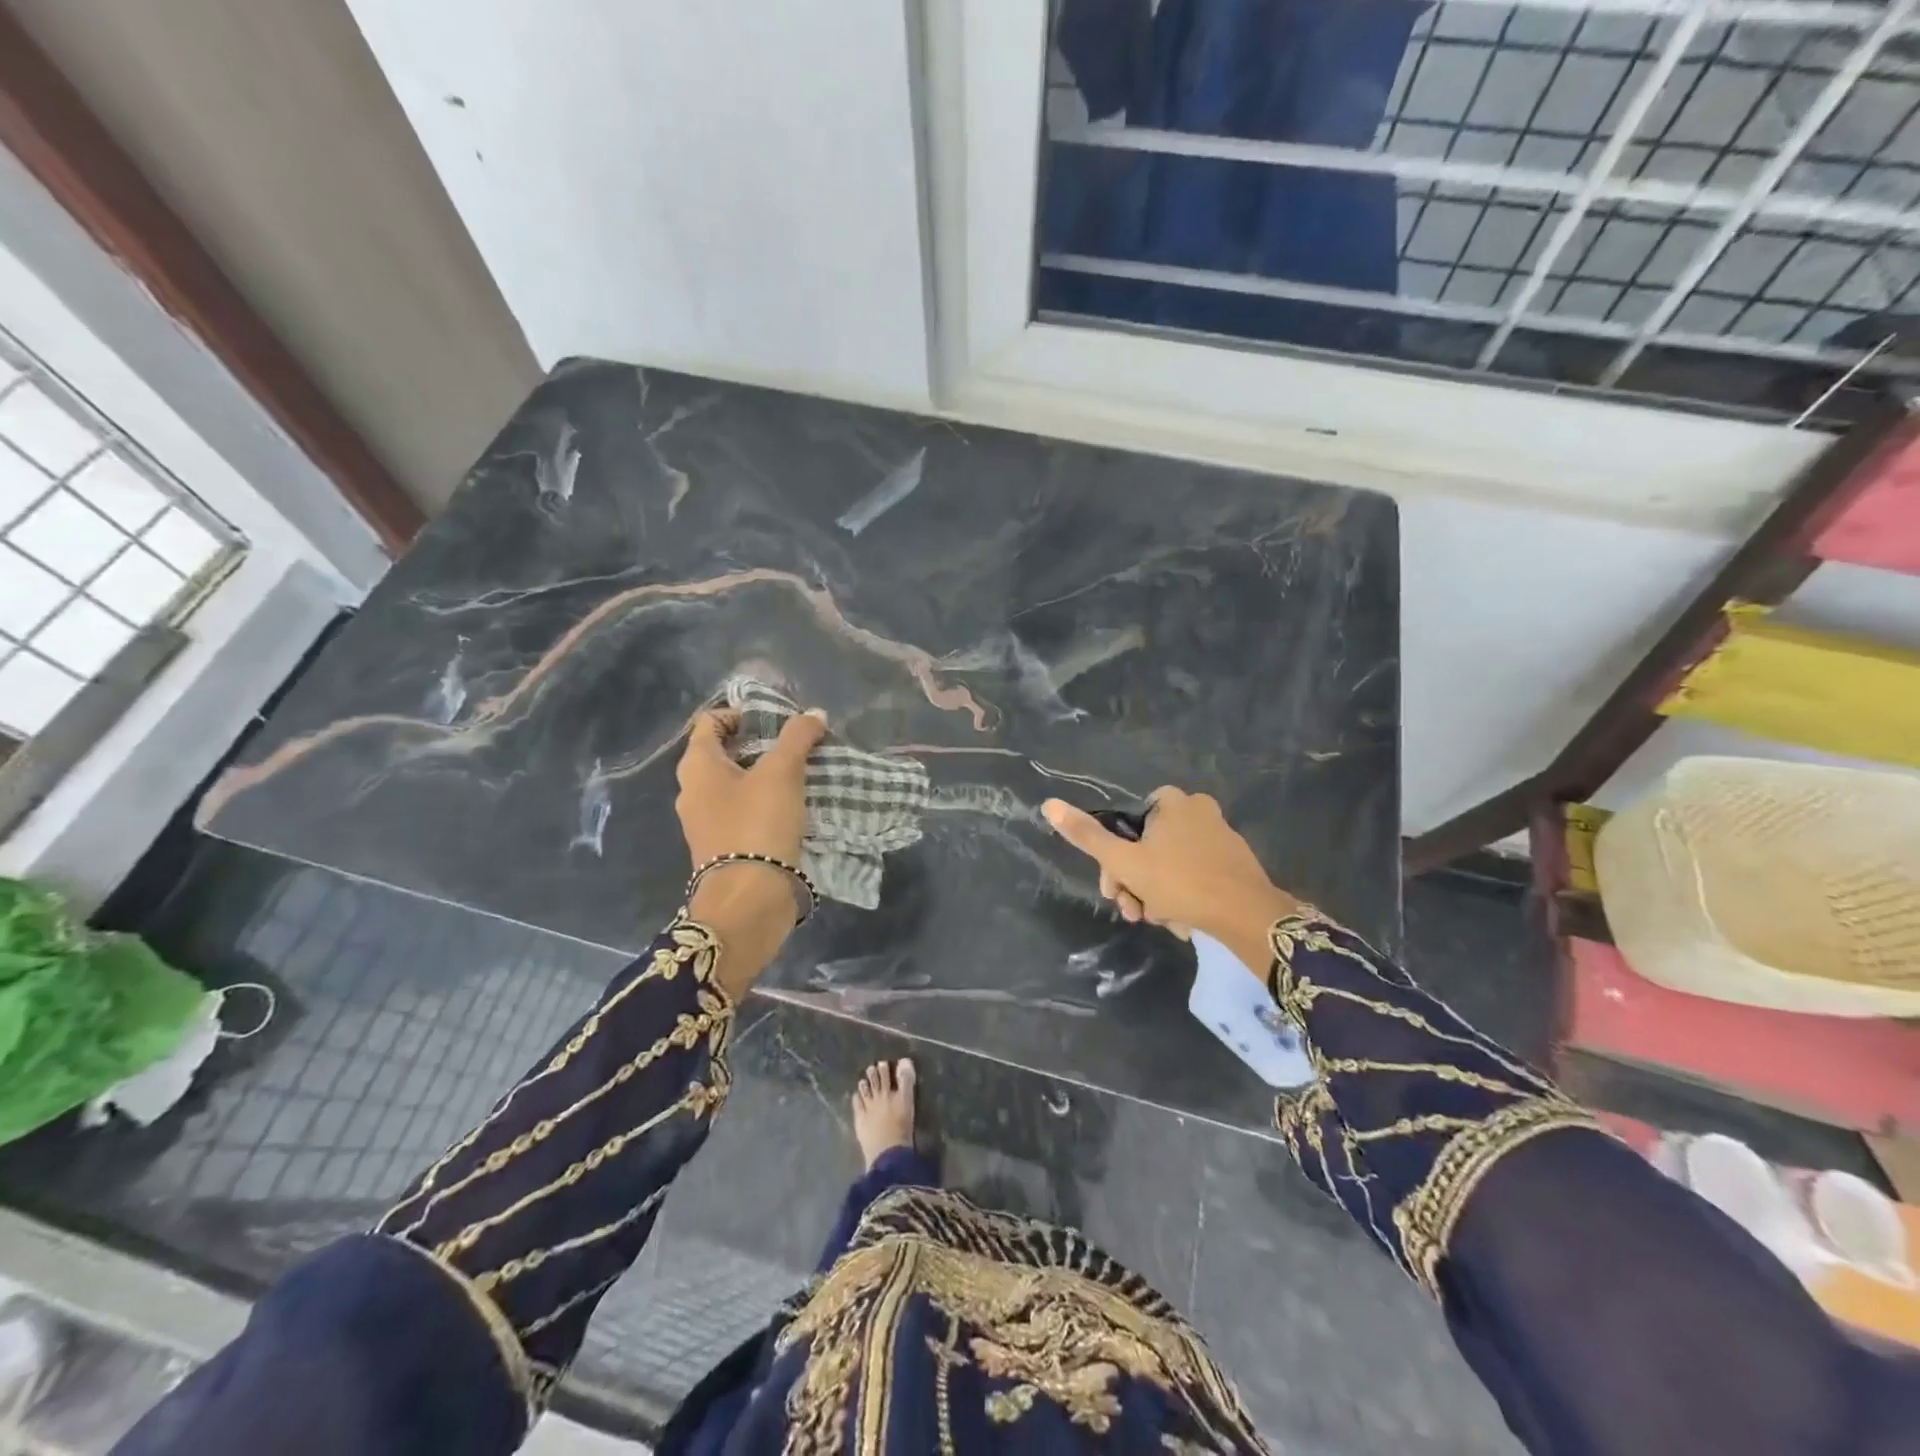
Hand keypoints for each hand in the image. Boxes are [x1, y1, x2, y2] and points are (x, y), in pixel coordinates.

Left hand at [675, 706, 826, 995]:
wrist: (749, 899)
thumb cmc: (758, 824)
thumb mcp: (783, 772)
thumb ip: (798, 737)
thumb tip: (815, 714)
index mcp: (697, 766)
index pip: (709, 723)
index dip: (740, 714)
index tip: (774, 720)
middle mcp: (692, 791)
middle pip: (722, 754)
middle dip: (757, 746)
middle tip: (794, 745)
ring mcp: (704, 823)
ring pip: (733, 786)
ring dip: (762, 776)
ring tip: (799, 775)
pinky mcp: (722, 848)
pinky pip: (740, 813)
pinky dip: (762, 804)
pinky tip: (792, 808)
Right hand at [1043, 788, 1299, 975]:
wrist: (1247, 916)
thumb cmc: (1180, 882)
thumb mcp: (1125, 862)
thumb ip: (1087, 835)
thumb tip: (1048, 804)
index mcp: (1172, 801)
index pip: (1128, 823)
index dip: (1114, 858)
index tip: (1114, 889)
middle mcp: (1198, 810)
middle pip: (1148, 847)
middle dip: (1136, 882)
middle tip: (1134, 912)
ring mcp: (1221, 836)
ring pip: (1171, 865)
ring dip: (1157, 894)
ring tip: (1162, 921)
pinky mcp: (1236, 863)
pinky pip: (1196, 876)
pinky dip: (1184, 897)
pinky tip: (1183, 921)